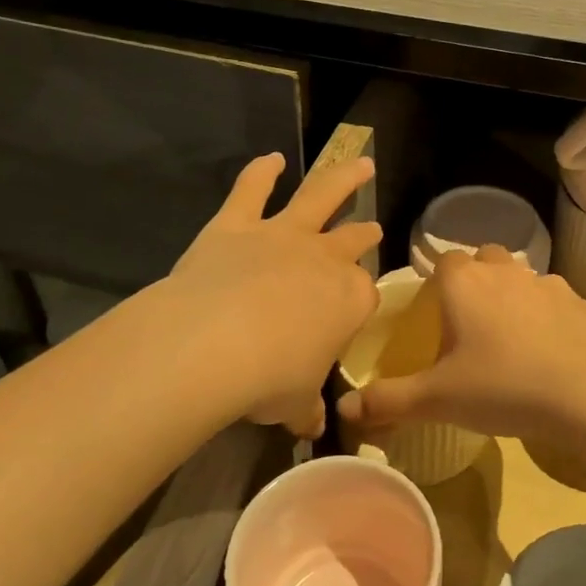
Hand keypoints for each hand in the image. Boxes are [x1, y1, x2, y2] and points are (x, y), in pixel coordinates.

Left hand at [170, 152, 381, 438]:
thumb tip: (311, 427)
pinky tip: (271, 158)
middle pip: (353, 239)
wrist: (213, 343)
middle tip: (372, 227)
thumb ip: (305, 408)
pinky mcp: (237, 224)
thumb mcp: (294, 403)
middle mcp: (324, 259)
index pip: (364, 295)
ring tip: (361, 162)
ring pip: (320, 195)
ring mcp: (281, 236)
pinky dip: (260, 172)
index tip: (349, 318)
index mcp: (350, 299)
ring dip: (343, 177)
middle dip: (364, 232)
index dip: (358, 304)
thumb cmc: (268, 379)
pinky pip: (251, 190)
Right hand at [337, 246, 585, 455]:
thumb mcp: (437, 399)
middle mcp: (505, 271)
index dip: (438, 282)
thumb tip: (344, 410)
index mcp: (464, 282)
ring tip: (511, 338)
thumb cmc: (501, 386)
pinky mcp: (581, 302)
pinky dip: (550, 316)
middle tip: (470, 323)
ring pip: (523, 277)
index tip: (436, 312)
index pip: (443, 260)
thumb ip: (389, 400)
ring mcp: (547, 283)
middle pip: (485, 259)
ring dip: (514, 296)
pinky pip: (557, 301)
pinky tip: (550, 350)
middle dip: (476, 280)